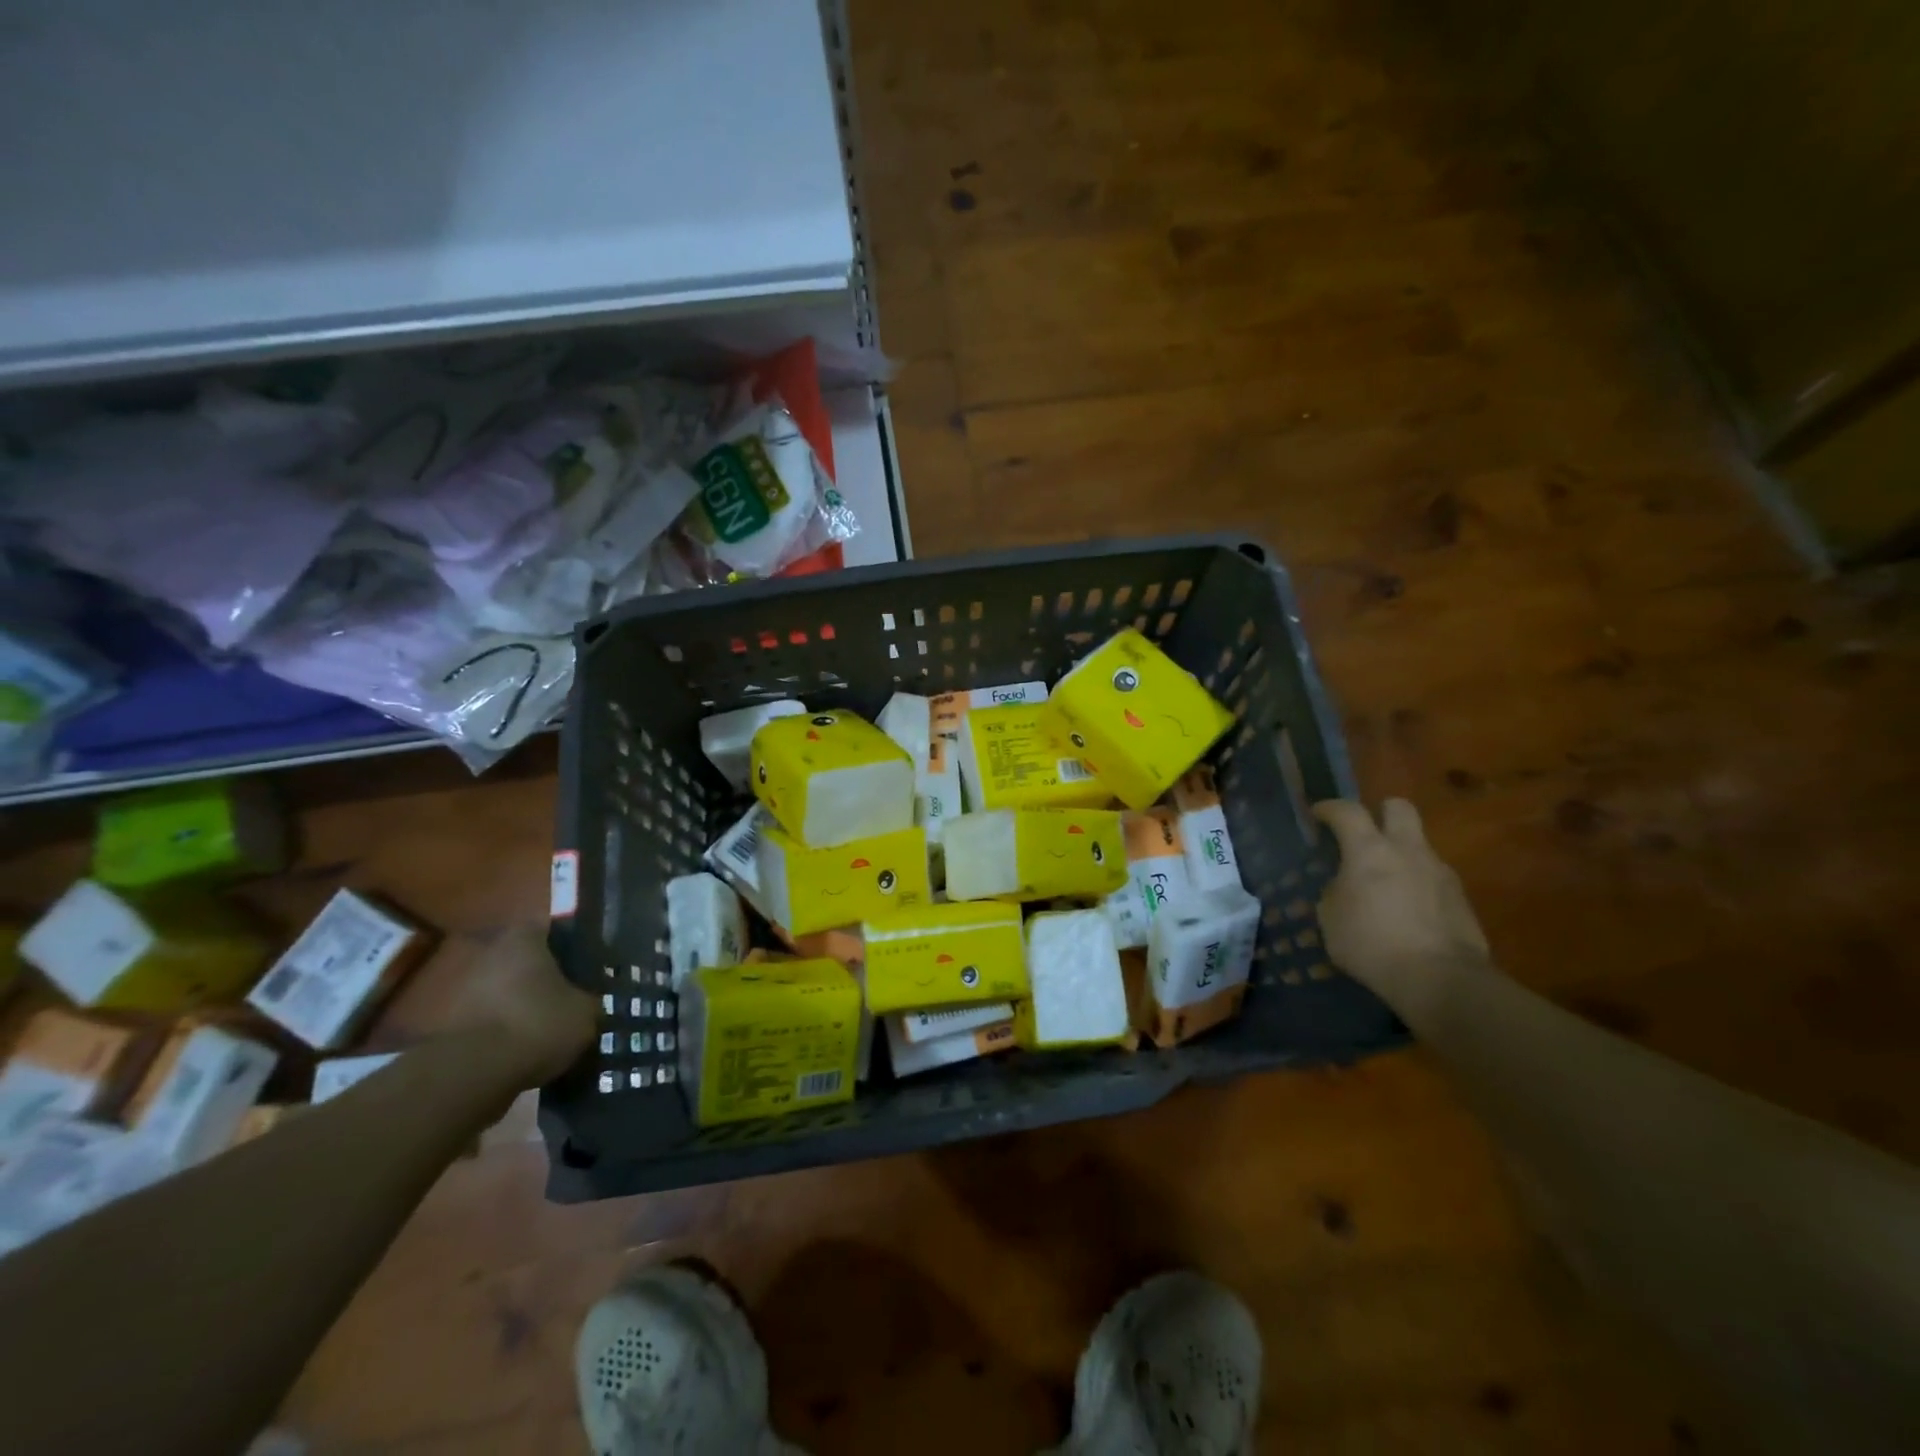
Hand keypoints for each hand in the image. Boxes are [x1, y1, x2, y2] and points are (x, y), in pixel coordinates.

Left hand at [448, 924, 598, 1085]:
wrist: (474, 1073)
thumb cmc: (538, 1023)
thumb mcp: (586, 1012)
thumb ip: (589, 1000)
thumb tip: (589, 1003)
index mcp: (524, 938)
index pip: (552, 931)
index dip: (570, 948)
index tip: (585, 969)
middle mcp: (489, 953)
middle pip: (525, 962)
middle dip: (543, 980)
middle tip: (568, 1001)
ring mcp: (463, 989)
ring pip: (505, 992)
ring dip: (522, 1007)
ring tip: (548, 1032)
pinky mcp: (448, 1025)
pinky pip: (489, 1021)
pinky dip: (504, 1032)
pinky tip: (525, 1051)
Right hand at [1312, 798, 1490, 1009]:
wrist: (1441, 980)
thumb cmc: (1372, 944)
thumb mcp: (1331, 919)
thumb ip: (1334, 891)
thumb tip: (1343, 885)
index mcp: (1370, 850)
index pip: (1347, 811)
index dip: (1330, 808)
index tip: (1318, 813)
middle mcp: (1408, 850)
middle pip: (1399, 807)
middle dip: (1380, 812)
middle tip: (1364, 834)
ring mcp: (1440, 872)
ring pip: (1418, 845)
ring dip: (1400, 855)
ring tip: (1384, 885)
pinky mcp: (1461, 899)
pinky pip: (1433, 878)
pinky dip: (1417, 885)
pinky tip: (1407, 912)